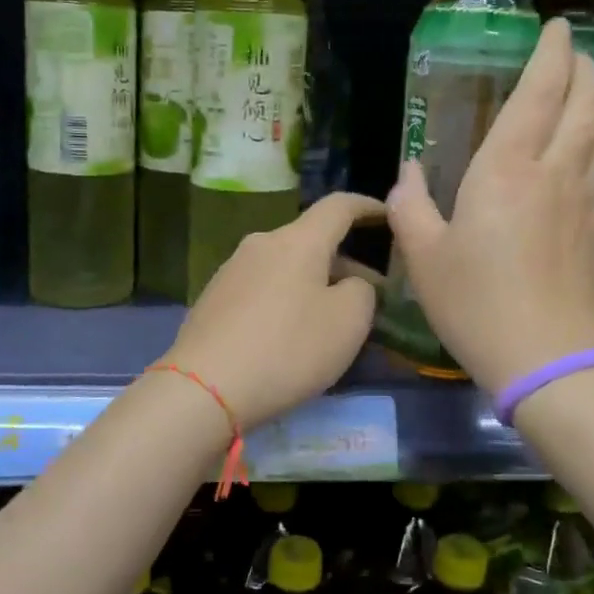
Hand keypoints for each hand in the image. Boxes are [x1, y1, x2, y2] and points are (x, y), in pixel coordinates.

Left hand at [162, 192, 383, 427]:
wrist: (205, 387)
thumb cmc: (288, 348)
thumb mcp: (349, 321)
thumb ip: (362, 291)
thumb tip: (349, 283)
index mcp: (298, 240)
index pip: (339, 206)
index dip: (367, 206)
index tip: (388, 215)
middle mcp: (261, 243)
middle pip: (311, 240)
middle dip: (344, 262)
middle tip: (369, 294)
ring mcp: (231, 270)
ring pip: (285, 266)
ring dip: (313, 283)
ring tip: (330, 319)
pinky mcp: (213, 299)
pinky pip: (262, 288)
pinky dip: (285, 300)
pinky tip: (289, 335)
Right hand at [386, 18, 593, 394]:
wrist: (544, 357)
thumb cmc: (475, 303)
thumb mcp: (424, 255)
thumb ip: (410, 206)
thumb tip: (407, 173)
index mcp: (508, 170)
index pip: (541, 92)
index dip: (552, 53)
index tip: (555, 27)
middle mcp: (556, 172)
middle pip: (587, 101)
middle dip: (583, 67)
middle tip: (571, 52)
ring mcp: (586, 199)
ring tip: (590, 85)